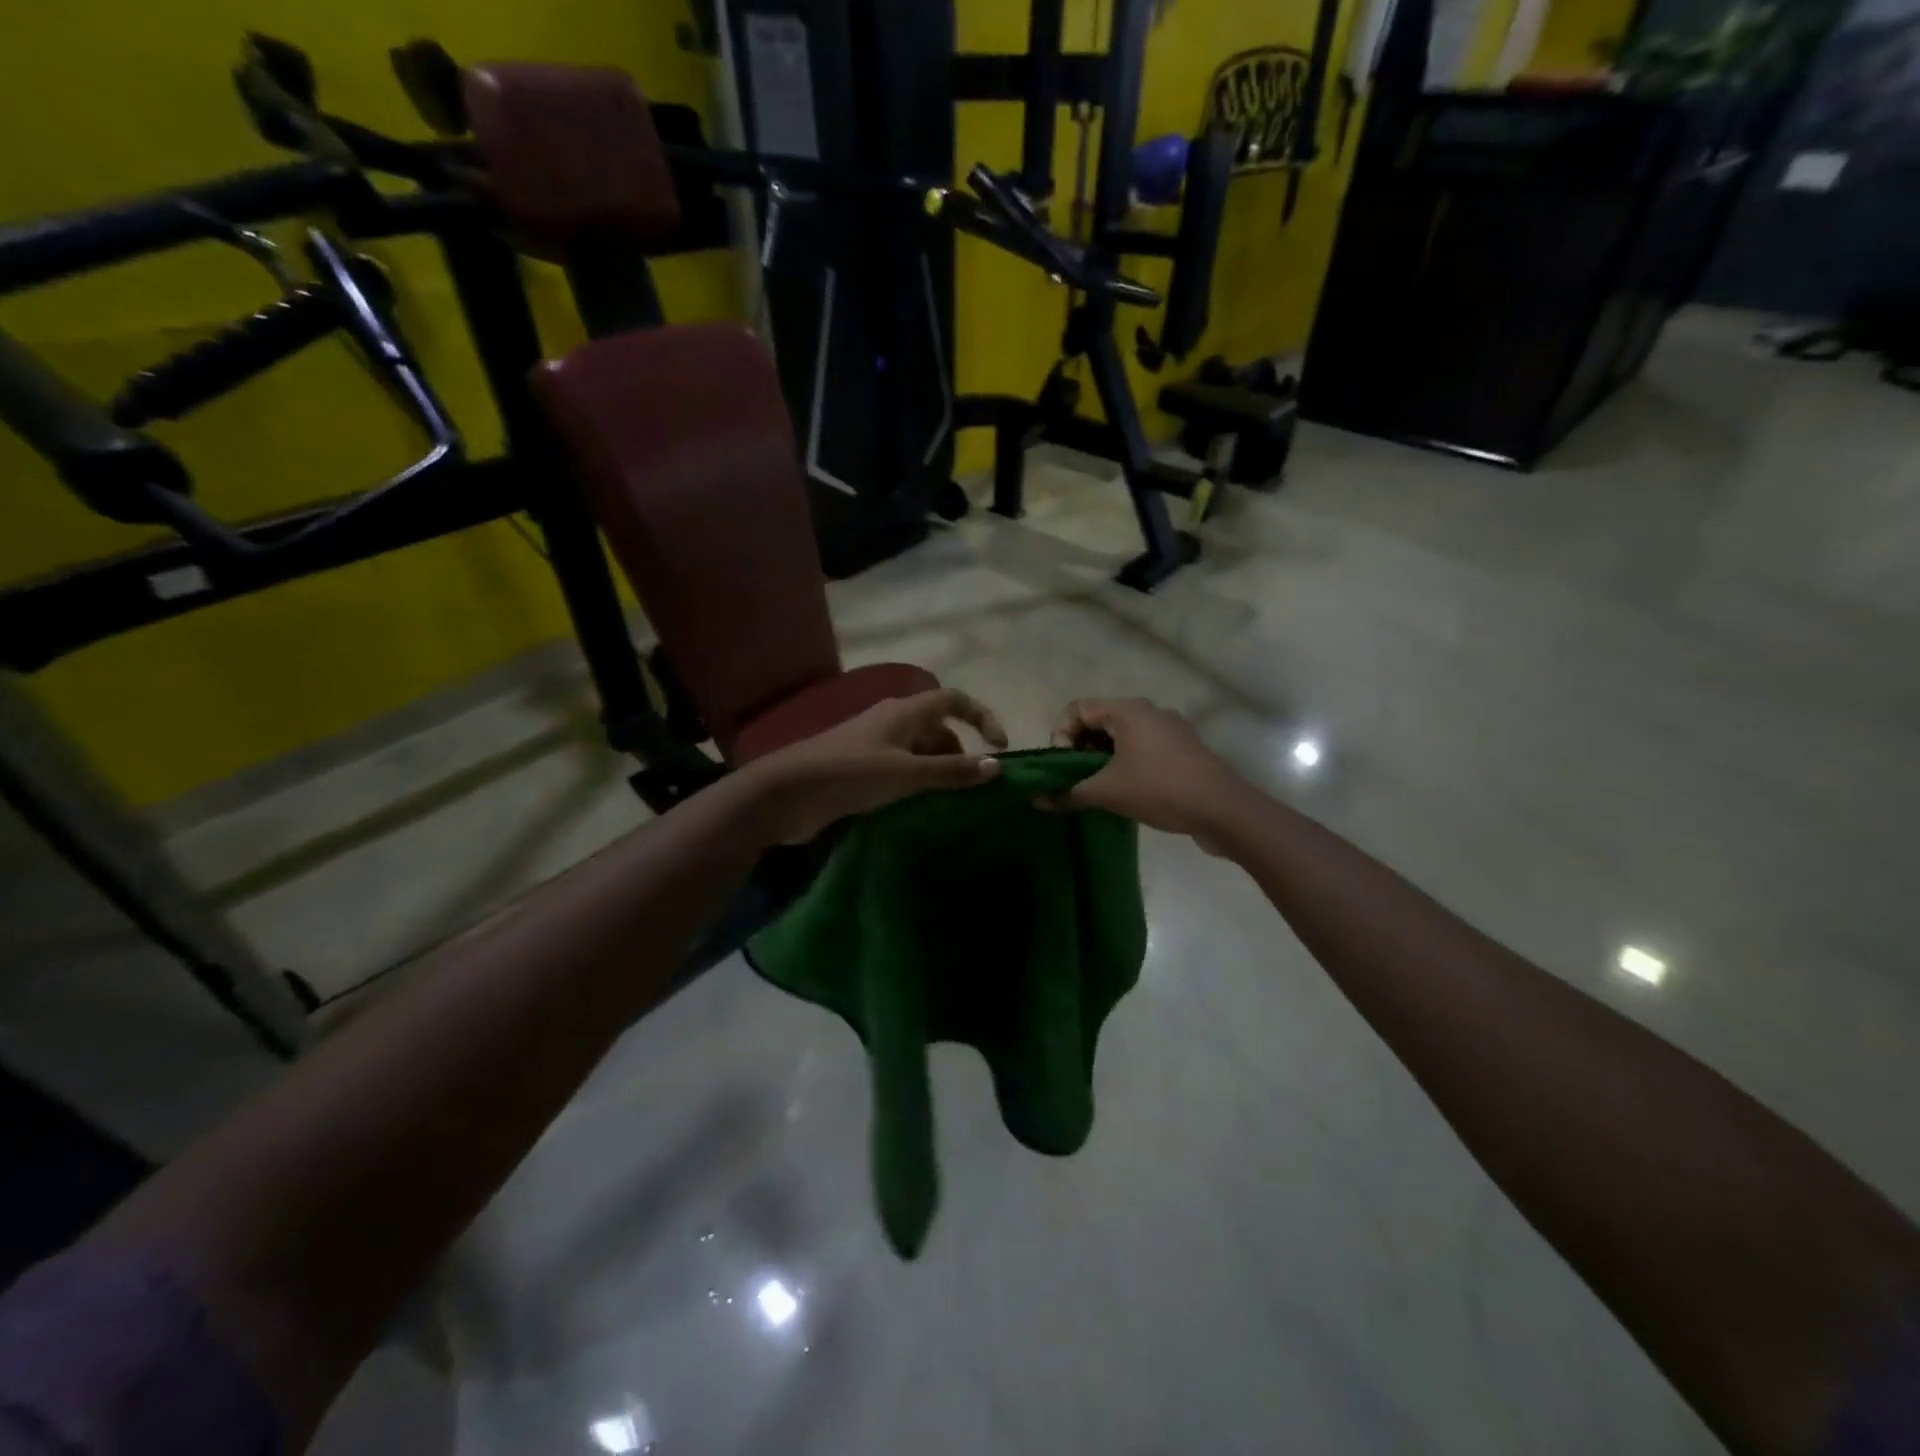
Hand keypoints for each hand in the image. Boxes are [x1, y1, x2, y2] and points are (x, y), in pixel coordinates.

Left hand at [742, 688, 1008, 844]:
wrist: (786, 794)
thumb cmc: (849, 774)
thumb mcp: (906, 773)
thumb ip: (951, 770)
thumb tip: (997, 766)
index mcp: (904, 712)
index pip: (954, 700)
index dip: (982, 717)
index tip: (1000, 748)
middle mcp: (892, 723)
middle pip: (939, 729)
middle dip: (961, 754)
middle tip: (973, 788)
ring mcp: (875, 747)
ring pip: (920, 753)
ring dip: (939, 772)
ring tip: (952, 803)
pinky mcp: (862, 771)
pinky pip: (902, 772)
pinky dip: (918, 785)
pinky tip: (922, 810)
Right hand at [1048, 698, 1246, 848]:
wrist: (1224, 810)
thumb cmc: (1160, 790)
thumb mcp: (1108, 793)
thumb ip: (1069, 793)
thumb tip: (1036, 800)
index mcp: (1128, 710)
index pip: (1077, 709)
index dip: (1061, 735)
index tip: (1064, 766)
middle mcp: (1149, 711)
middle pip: (1099, 719)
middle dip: (1080, 748)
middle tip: (1078, 779)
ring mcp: (1169, 729)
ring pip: (1122, 735)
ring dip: (1103, 758)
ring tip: (1100, 788)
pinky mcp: (1183, 748)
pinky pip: (1143, 747)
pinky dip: (1126, 762)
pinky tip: (1128, 791)